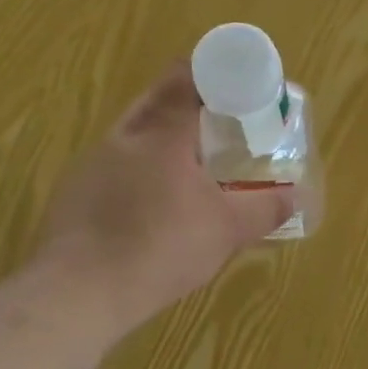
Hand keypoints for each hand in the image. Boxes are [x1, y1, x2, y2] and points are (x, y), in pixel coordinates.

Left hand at [36, 63, 292, 326]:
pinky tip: (149, 201)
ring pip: (131, 133)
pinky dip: (136, 169)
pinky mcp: (72, 192)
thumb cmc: (160, 249)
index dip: (211, 75)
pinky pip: (112, 165)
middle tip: (217, 120)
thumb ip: (263, 209)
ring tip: (187, 162)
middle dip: (186, 102)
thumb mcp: (226, 231)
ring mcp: (91, 164)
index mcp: (161, 134)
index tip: (234, 86)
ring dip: (159, 137)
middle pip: (155, 100)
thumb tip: (294, 196)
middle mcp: (122, 138)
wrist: (78, 293)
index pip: (186, 81)